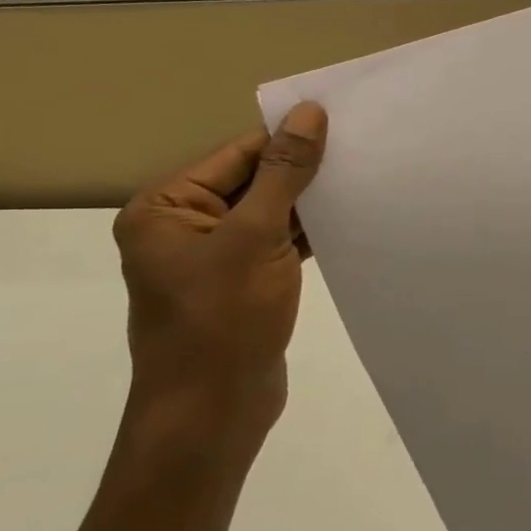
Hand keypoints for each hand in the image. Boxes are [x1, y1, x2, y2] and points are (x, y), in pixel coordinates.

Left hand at [111, 103, 328, 460]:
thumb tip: (307, 112)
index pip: (238, 153)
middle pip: (254, 179)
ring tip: (364, 177)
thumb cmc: (221, 322)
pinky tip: (349, 217)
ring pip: (270, 210)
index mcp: (166, 208)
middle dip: (304, 169)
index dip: (289, 138)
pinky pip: (277, 240)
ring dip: (311, 200)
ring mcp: (214, 256)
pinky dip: (309, 230)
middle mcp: (183, 226)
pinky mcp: (242, 281)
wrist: (211, 418)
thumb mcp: (255, 237)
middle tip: (362, 148)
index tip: (345, 123)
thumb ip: (284, 173)